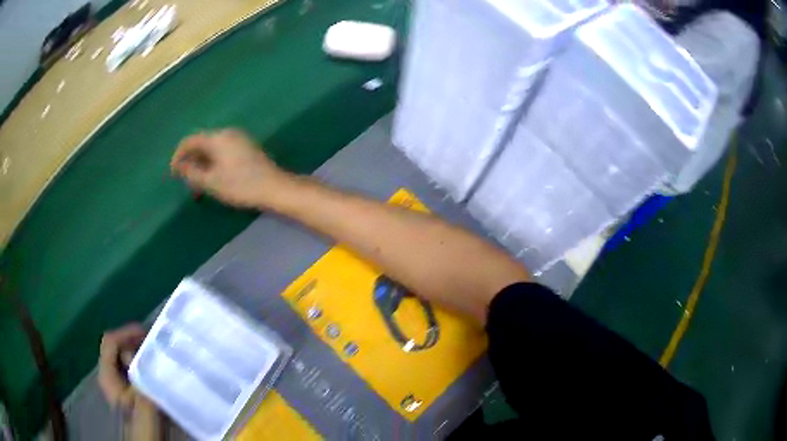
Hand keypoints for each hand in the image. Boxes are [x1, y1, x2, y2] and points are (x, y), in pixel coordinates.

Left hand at [99, 324, 163, 439]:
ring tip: (155, 355)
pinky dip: (139, 364)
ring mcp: (115, 381)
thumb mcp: (142, 398)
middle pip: (115, 347)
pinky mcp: (124, 389)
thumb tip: (140, 352)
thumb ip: (139, 373)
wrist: (144, 438)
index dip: (126, 332)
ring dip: (137, 353)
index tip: (146, 333)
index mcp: (106, 373)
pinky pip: (128, 368)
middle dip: (132, 341)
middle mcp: (107, 373)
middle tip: (153, 344)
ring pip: (122, 357)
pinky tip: (152, 369)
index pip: (110, 341)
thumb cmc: (143, 421)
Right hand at [171, 129, 292, 208]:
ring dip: (202, 163)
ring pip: (212, 148)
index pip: (190, 140)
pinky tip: (212, 177)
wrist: (275, 187)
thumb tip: (180, 167)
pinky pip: (223, 151)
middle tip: (185, 180)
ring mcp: (239, 139)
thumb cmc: (241, 185)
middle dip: (190, 160)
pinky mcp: (246, 147)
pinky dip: (213, 162)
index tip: (173, 173)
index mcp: (218, 138)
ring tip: (197, 182)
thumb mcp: (211, 182)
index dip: (178, 155)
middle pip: (202, 142)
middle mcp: (228, 133)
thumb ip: (192, 173)